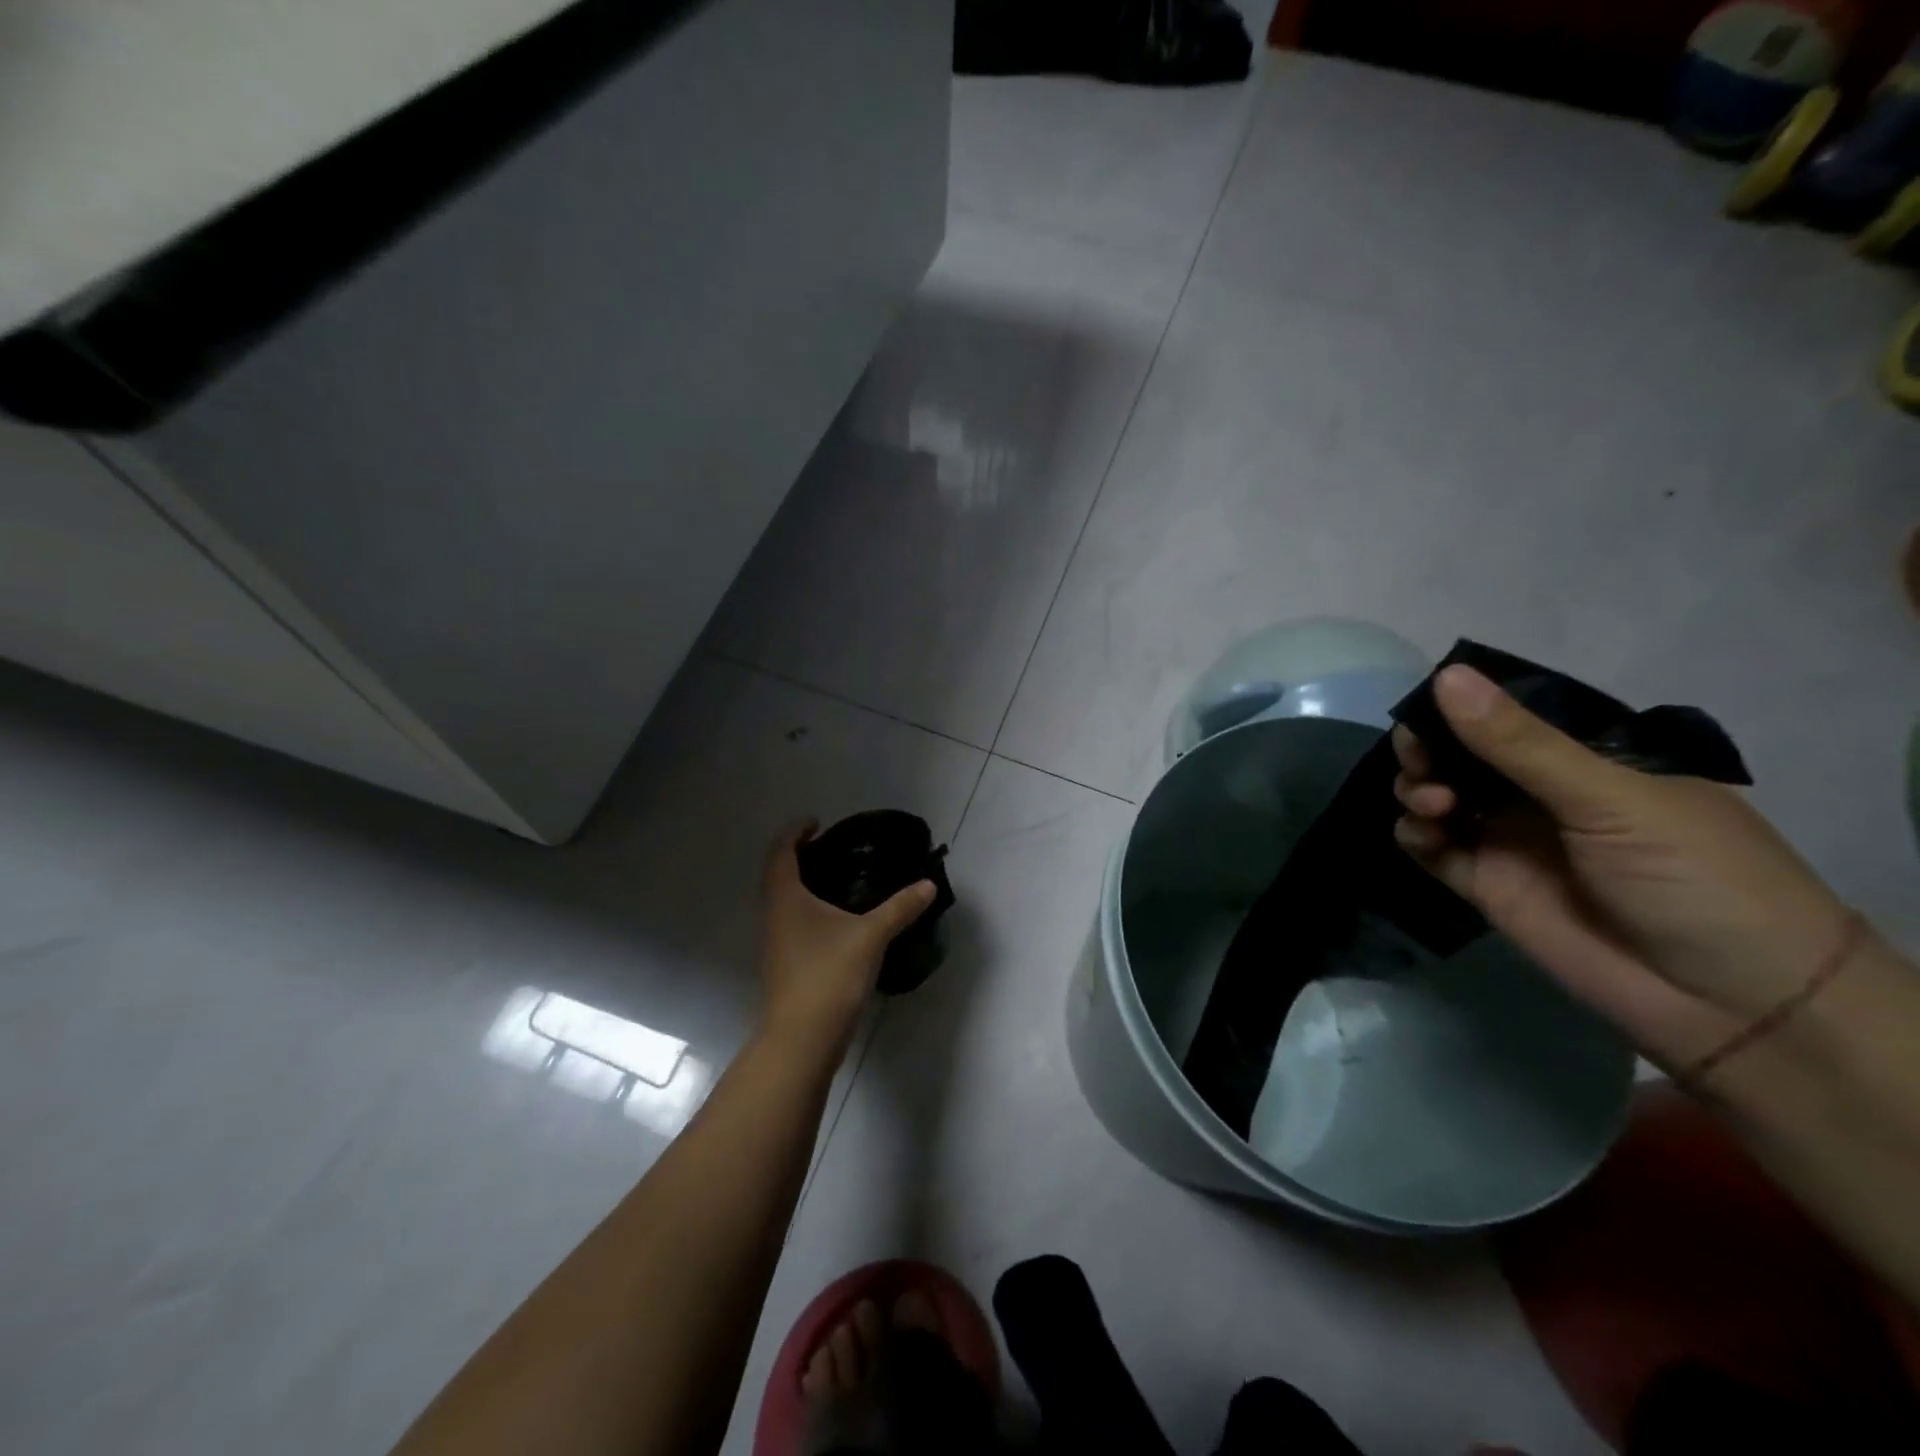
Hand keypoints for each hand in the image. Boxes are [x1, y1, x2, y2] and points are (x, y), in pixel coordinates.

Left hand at [758, 821, 935, 1051]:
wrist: (803, 1038)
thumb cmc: (829, 974)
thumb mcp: (871, 936)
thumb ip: (900, 908)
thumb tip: (928, 885)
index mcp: (786, 898)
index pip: (781, 852)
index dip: (795, 832)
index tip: (816, 822)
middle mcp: (774, 915)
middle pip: (779, 875)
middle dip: (801, 857)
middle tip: (832, 849)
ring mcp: (777, 943)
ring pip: (786, 902)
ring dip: (805, 885)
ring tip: (839, 880)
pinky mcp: (786, 965)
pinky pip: (794, 923)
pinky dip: (810, 910)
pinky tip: (838, 921)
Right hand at [1391, 665, 1853, 1075]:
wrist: (1728, 1001)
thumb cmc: (1694, 877)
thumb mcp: (1610, 797)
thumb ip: (1520, 743)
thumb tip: (1447, 675)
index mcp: (1584, 757)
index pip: (1504, 715)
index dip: (1458, 708)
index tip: (1425, 711)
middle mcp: (1539, 791)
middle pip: (1459, 755)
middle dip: (1428, 749)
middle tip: (1421, 761)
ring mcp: (1509, 837)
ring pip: (1437, 796)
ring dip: (1418, 789)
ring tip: (1434, 805)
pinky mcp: (1485, 883)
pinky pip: (1431, 847)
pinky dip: (1414, 834)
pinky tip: (1423, 834)